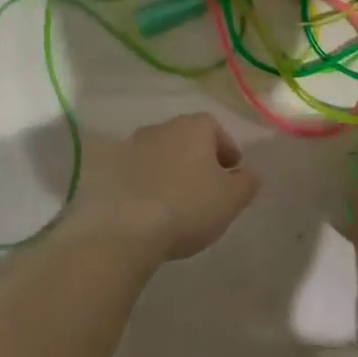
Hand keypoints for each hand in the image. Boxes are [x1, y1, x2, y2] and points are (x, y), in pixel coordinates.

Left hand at [67, 114, 261, 261]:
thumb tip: (250, 172)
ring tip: (178, 201)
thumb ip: (247, 181)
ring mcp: (129, 148)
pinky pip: (136, 173)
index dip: (226, 148)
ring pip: (159, 155)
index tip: (231, 172)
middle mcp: (159, 128)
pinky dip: (147, 184)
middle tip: (207, 188)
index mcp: (192, 127)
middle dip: (198, 159)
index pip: (214, 127)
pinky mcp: (108, 171)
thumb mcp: (232, 199)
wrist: (126, 229)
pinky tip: (152, 208)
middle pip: (185, 138)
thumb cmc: (188, 207)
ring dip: (170, 171)